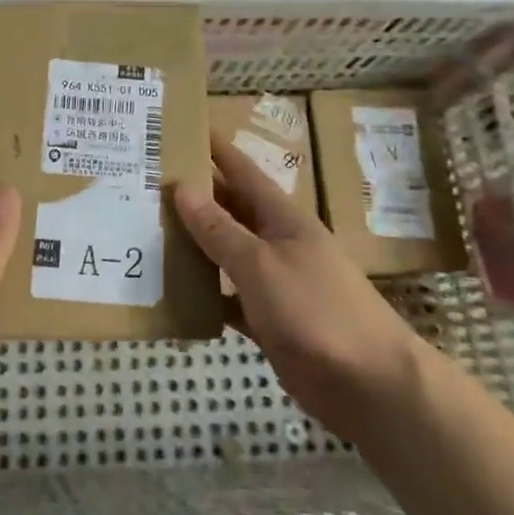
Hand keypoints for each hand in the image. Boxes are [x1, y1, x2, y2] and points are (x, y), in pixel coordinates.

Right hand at [174, 132, 423, 439]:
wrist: (369, 384)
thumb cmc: (315, 310)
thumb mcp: (260, 265)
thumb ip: (219, 229)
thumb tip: (183, 187)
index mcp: (282, 217)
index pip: (241, 171)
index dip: (214, 149)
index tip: (181, 129)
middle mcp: (277, 241)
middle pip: (229, 209)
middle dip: (193, 195)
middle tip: (144, 181)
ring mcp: (274, 281)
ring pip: (225, 252)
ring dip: (193, 244)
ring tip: (146, 230)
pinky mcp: (269, 318)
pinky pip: (227, 296)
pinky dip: (204, 293)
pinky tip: (172, 292)